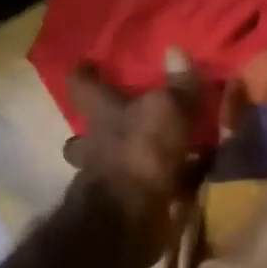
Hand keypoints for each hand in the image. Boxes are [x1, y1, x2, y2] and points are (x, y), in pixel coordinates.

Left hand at [60, 49, 202, 266]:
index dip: (84, 73)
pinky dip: (161, 184)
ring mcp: (109, 178)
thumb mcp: (168, 111)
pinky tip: (183, 181)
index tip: (87, 64)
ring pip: (110, 163)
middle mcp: (97, 146)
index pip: (83, 86)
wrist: (131, 218)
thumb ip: (178, 84)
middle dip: (96, 129)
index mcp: (101, 115)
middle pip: (85, 134)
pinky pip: (144, 187)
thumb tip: (176, 49)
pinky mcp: (129, 204)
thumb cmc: (142, 153)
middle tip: (118, 120)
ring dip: (127, 159)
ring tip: (154, 153)